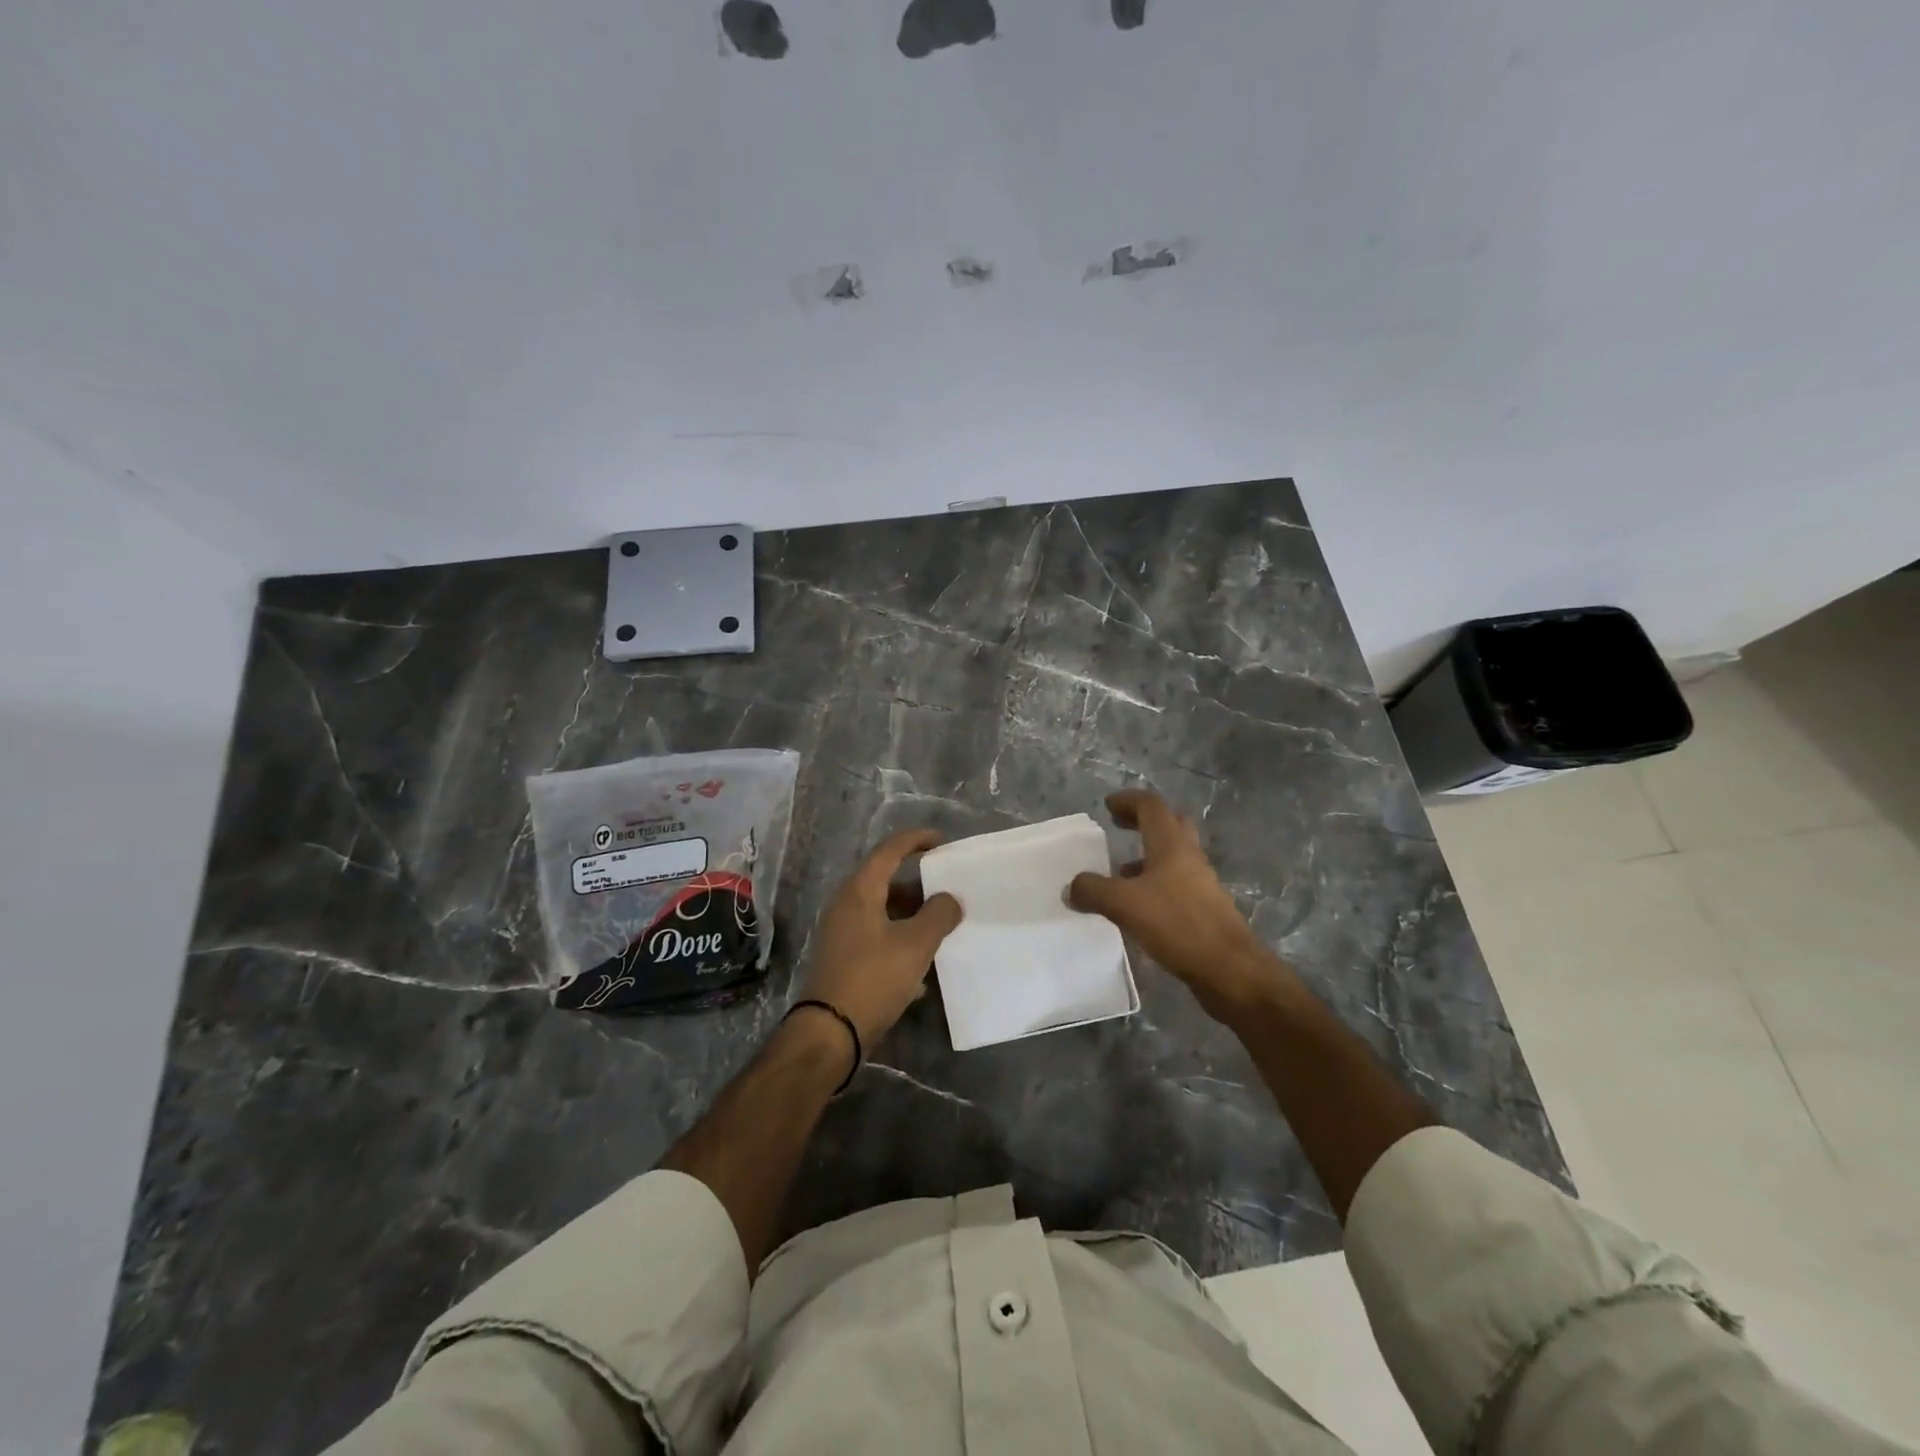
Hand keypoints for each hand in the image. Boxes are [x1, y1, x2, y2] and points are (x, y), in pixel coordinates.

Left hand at [799, 829, 963, 1045]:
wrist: (830, 1032)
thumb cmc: (873, 978)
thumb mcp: (915, 944)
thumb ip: (939, 914)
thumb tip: (950, 898)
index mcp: (859, 891)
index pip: (889, 850)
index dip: (916, 840)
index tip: (942, 840)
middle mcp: (846, 904)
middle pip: (884, 879)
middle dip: (918, 880)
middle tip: (947, 884)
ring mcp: (841, 932)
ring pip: (882, 909)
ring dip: (911, 910)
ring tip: (941, 920)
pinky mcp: (844, 957)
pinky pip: (877, 933)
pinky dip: (900, 934)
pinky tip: (922, 957)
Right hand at [1067, 789, 1287, 1020]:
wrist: (1230, 970)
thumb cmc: (1178, 924)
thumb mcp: (1124, 905)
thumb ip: (1093, 891)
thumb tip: (1071, 887)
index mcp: (1172, 845)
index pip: (1151, 806)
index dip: (1128, 801)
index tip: (1108, 806)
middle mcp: (1189, 858)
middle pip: (1170, 825)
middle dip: (1144, 822)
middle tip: (1120, 828)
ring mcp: (1201, 884)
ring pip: (1173, 858)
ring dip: (1148, 857)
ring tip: (1119, 874)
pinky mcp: (1204, 910)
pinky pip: (1175, 886)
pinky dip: (1154, 886)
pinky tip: (1137, 909)